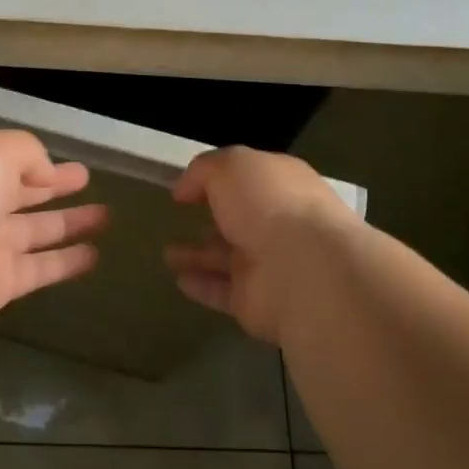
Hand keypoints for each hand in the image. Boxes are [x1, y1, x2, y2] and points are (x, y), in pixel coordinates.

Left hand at [0, 130, 107, 344]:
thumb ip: (27, 152)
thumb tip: (46, 172)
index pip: (7, 160)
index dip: (40, 161)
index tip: (71, 164)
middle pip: (21, 193)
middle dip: (53, 187)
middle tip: (88, 181)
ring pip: (35, 231)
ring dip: (69, 223)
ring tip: (106, 217)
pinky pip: (39, 268)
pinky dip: (66, 263)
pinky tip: (95, 256)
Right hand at [164, 146, 357, 343]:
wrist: (301, 269)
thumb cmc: (268, 203)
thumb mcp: (230, 166)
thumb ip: (203, 170)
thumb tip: (184, 189)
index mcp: (282, 185)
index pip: (251, 178)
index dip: (220, 178)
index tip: (188, 186)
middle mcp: (280, 223)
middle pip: (242, 219)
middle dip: (215, 218)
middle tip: (184, 218)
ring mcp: (270, 265)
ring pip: (228, 258)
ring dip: (199, 255)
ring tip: (168, 253)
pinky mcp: (256, 302)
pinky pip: (222, 291)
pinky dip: (201, 285)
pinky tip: (177, 279)